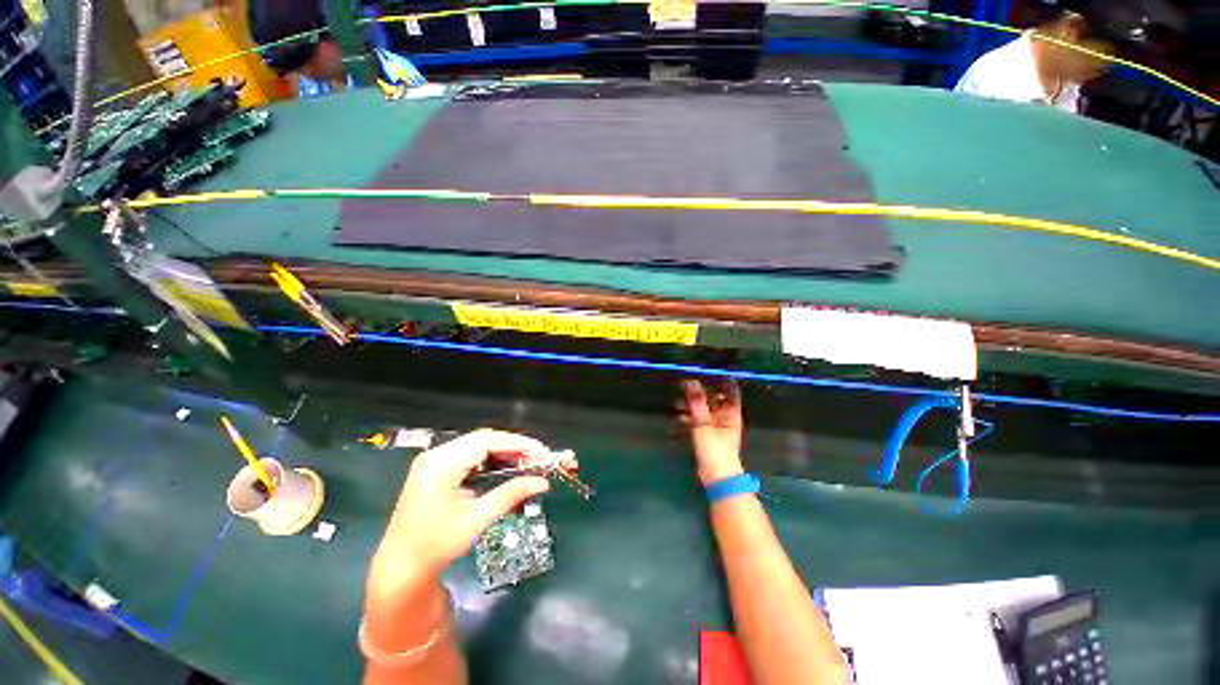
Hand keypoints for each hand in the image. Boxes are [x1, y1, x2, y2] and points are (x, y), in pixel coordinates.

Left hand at [371, 429, 551, 585]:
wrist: (401, 565)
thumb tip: (542, 482)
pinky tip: (506, 466)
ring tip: (527, 462)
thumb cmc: (434, 546)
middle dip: (513, 446)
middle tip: (538, 458)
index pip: (486, 442)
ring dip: (504, 451)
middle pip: (483, 439)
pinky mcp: (438, 467)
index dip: (517, 443)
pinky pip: (471, 454)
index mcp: (440, 464)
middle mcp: (436, 455)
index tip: (541, 451)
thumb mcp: (475, 520)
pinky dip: (492, 458)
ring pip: (478, 444)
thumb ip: (509, 496)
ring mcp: (435, 460)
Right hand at [679, 380, 744, 485]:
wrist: (717, 477)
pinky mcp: (707, 435)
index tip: (702, 371)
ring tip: (676, 403)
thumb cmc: (715, 448)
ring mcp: (716, 426)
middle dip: (698, 392)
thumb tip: (691, 381)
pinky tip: (678, 417)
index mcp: (731, 412)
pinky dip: (689, 418)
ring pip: (703, 410)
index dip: (718, 379)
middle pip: (712, 399)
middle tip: (682, 386)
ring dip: (691, 406)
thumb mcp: (704, 423)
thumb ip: (697, 402)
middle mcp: (725, 416)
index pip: (728, 389)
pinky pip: (698, 421)